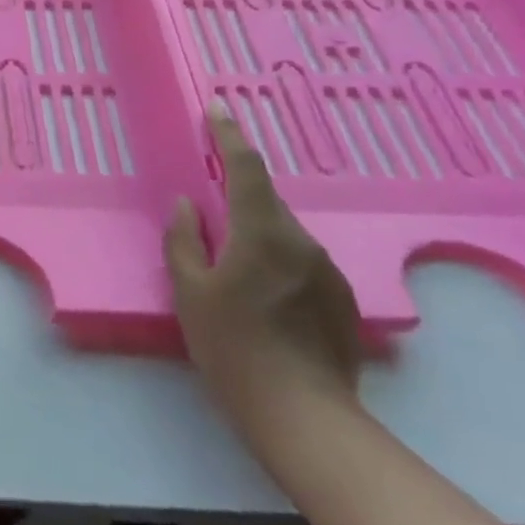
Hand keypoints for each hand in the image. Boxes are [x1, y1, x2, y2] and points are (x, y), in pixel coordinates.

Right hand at [164, 104, 362, 438]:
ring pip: (283, 233)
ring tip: (231, 266)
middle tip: (208, 213)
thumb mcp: (189, 291)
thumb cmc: (232, 346)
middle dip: (236, 196)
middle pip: (264, 202)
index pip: (246, 167)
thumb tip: (188, 204)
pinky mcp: (340, 298)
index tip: (217, 110)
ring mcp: (328, 270)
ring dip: (255, 233)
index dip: (228, 135)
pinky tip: (260, 297)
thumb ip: (184, 240)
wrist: (302, 414)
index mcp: (262, 232)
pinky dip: (275, 261)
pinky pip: (299, 260)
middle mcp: (302, 241)